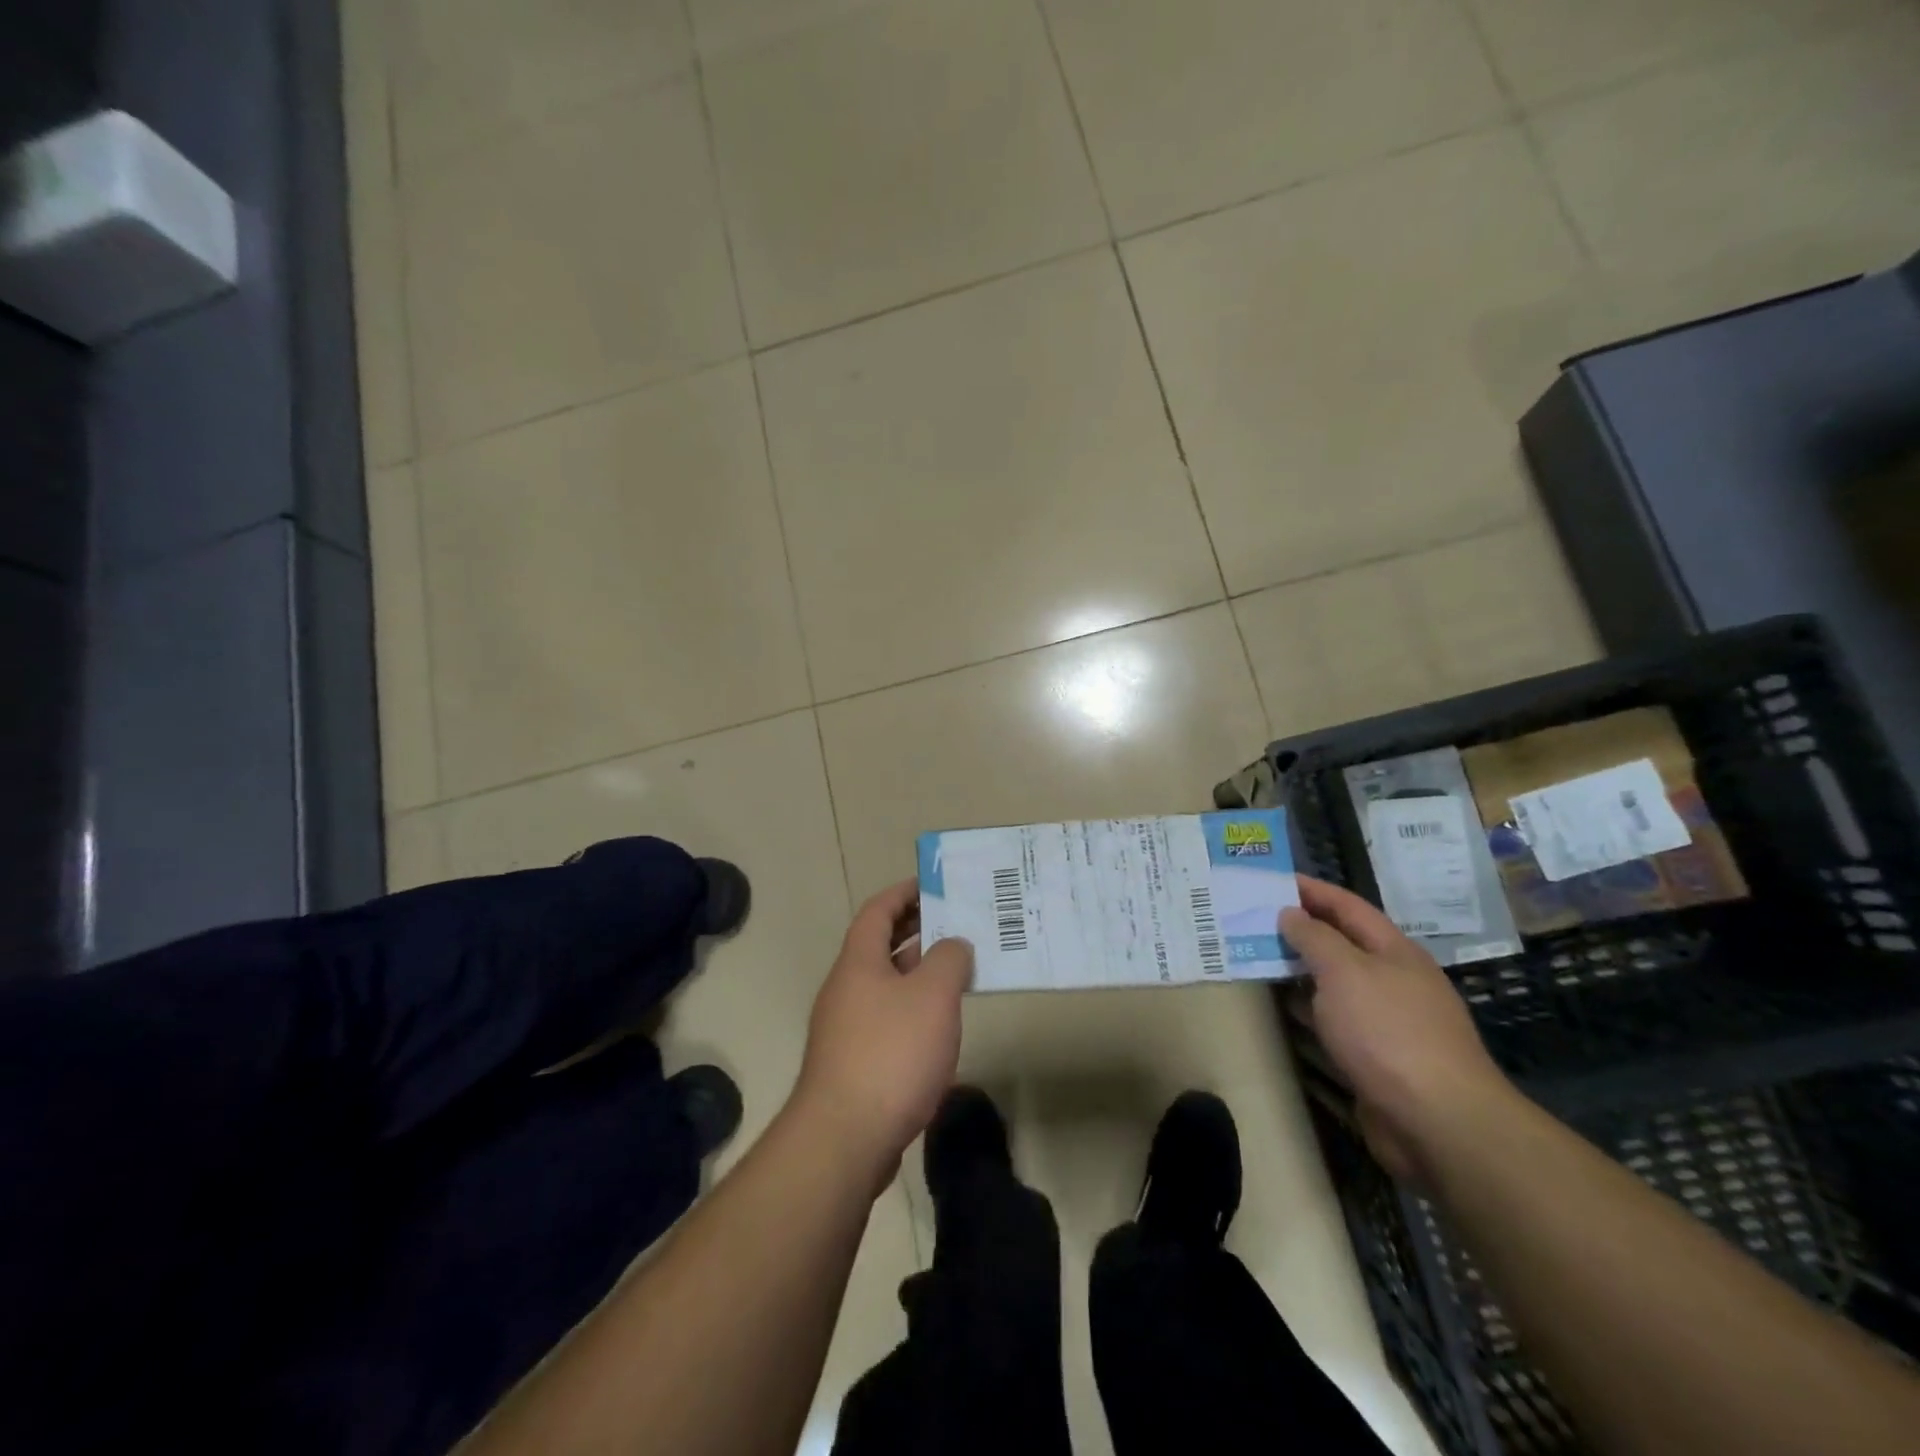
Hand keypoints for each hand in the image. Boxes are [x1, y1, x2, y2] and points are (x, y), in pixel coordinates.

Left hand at [792, 880, 972, 1188]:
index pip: (878, 911)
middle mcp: (847, 989)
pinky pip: (888, 1020)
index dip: (904, 892)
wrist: (845, 1139)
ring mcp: (847, 1029)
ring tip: (958, 970)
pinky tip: (940, 1027)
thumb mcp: (933, 995)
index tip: (933, 884)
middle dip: (916, 931)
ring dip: (919, 973)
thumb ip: (949, 959)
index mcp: (858, 963)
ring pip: (887, 985)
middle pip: (880, 946)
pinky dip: (914, 1010)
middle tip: (956, 923)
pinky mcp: (855, 1064)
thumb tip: (954, 945)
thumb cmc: (891, 1053)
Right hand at [1281, 877, 1513, 1181]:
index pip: (1347, 905)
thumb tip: (1291, 914)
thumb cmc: (1389, 1032)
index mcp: (1394, 950)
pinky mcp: (1378, 1058)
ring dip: (1300, 969)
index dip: (1311, 889)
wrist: (1437, 1122)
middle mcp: (1394, 979)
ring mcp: (1388, 1020)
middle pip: (1342, 943)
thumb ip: (1314, 938)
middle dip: (1301, 928)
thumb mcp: (1345, 971)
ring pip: (1336, 983)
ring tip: (1257, 957)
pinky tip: (1284, 1009)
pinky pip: (1336, 1020)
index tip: (1271, 878)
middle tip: (1254, 918)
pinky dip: (1309, 1009)